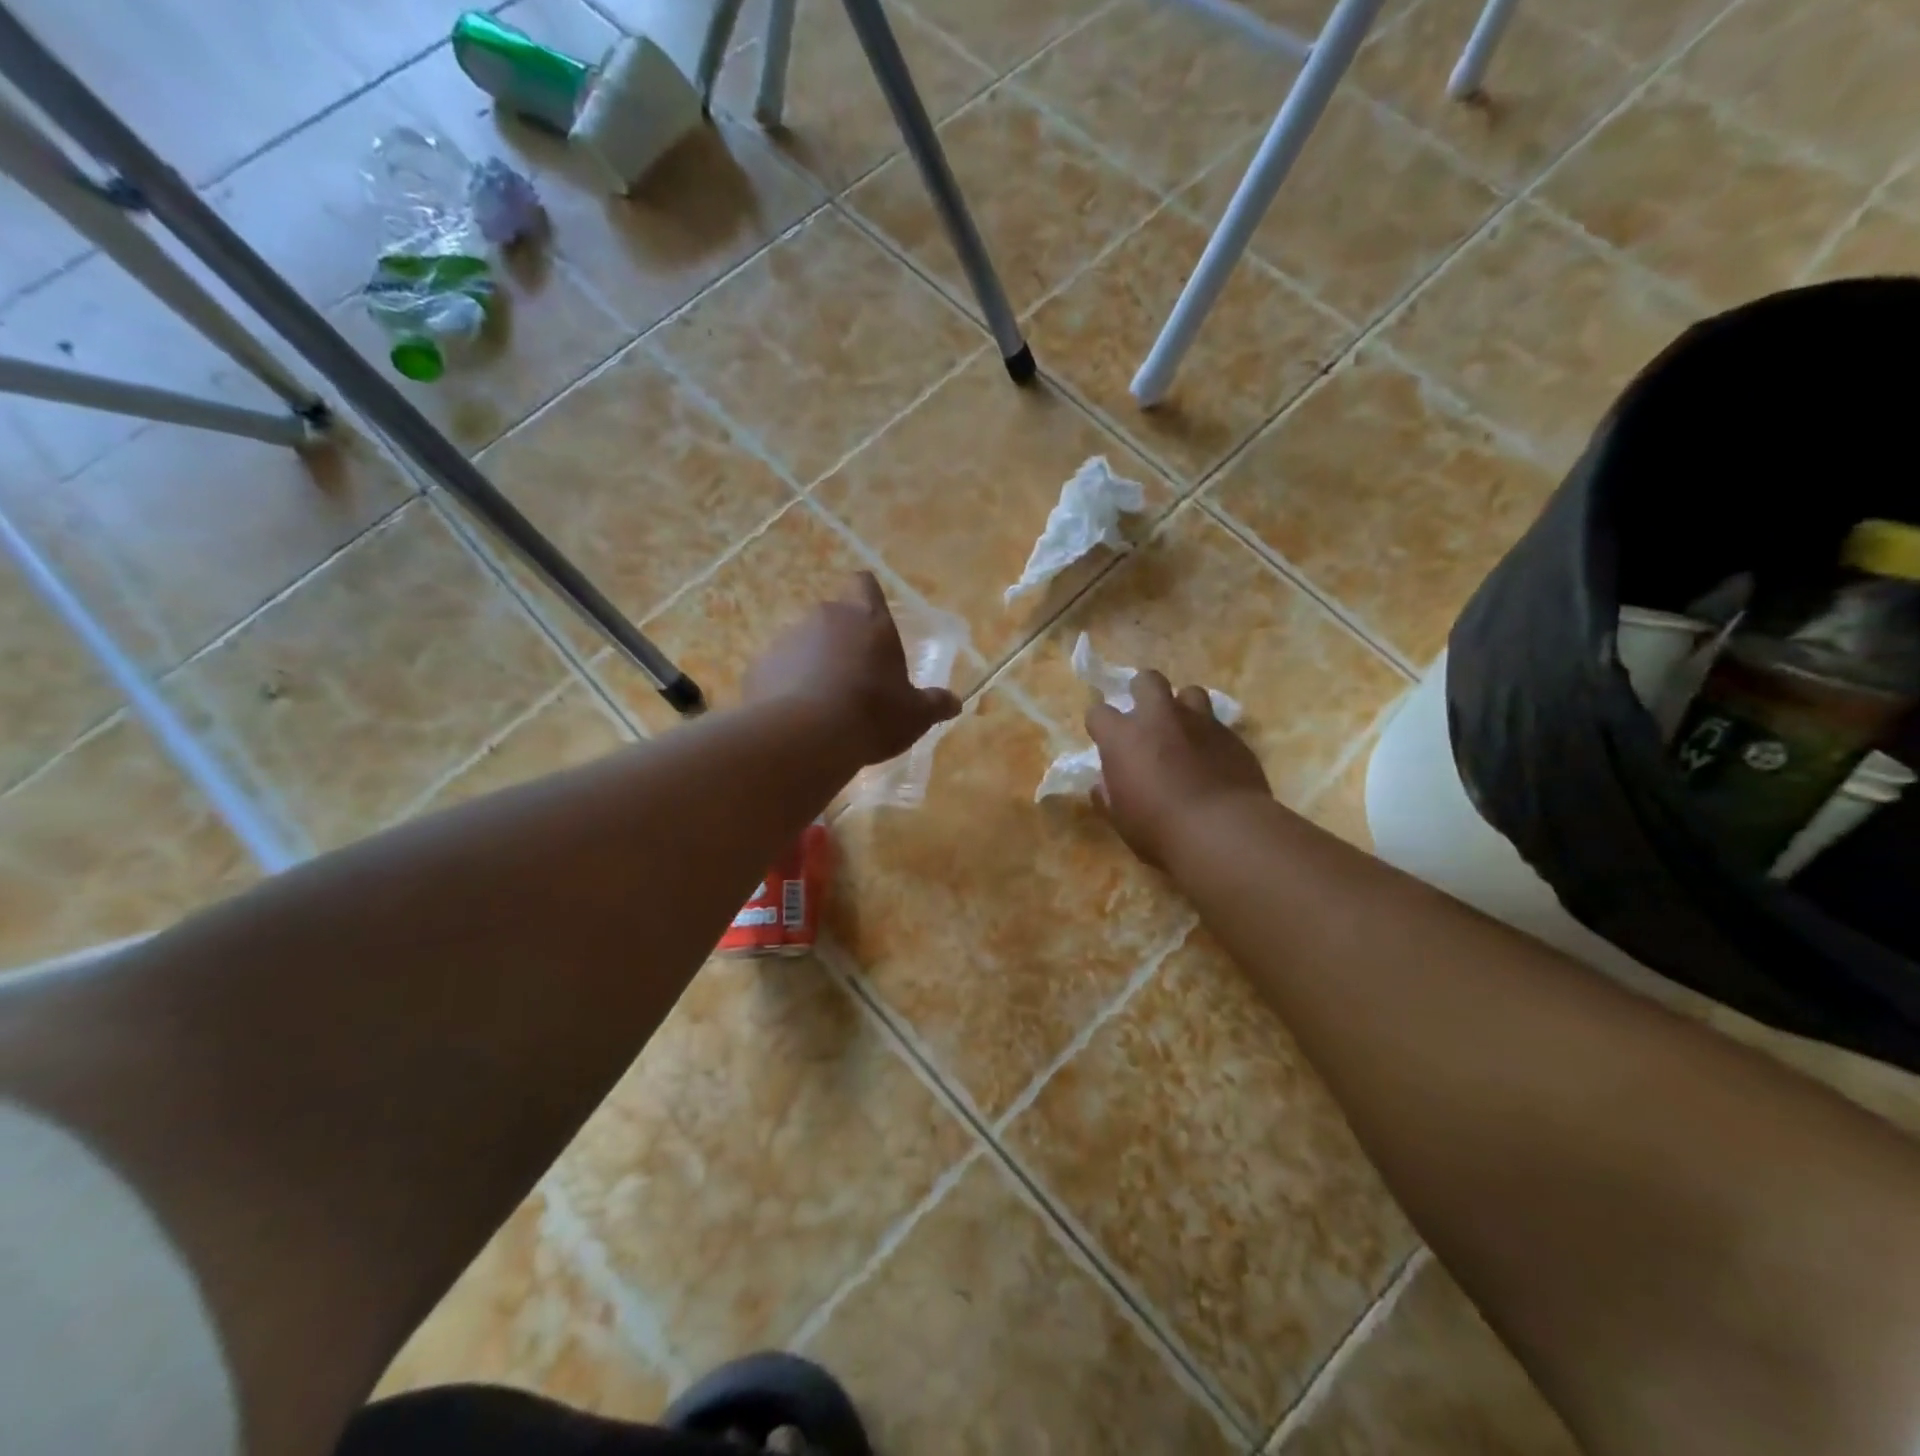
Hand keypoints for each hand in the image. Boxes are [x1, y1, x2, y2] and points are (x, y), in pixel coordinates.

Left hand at [744, 572, 961, 766]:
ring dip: (811, 665)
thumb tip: (954, 702)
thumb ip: (935, 704)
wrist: (806, 737)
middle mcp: (824, 619)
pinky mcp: (757, 668)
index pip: (864, 584)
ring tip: (822, 705)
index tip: (872, 620)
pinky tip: (795, 719)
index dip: (868, 597)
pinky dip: (784, 688)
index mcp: (866, 619)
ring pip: (801, 645)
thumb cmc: (872, 714)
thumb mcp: (915, 715)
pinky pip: (776, 672)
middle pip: (832, 617)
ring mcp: (785, 641)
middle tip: (854, 678)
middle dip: (841, 641)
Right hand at [1088, 670, 1271, 869]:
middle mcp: (1159, 718)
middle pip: (1147, 680)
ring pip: (1190, 692)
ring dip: (1183, 708)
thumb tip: (1104, 785)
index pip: (1098, 713)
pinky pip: (1217, 724)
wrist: (1223, 832)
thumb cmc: (1159, 830)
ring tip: (1184, 732)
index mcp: (1123, 737)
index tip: (1105, 741)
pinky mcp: (1232, 735)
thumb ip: (1109, 795)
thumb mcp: (1121, 819)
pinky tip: (1212, 759)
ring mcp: (1199, 722)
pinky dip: (1210, 736)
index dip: (1100, 725)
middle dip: (1143, 692)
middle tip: (1146, 719)